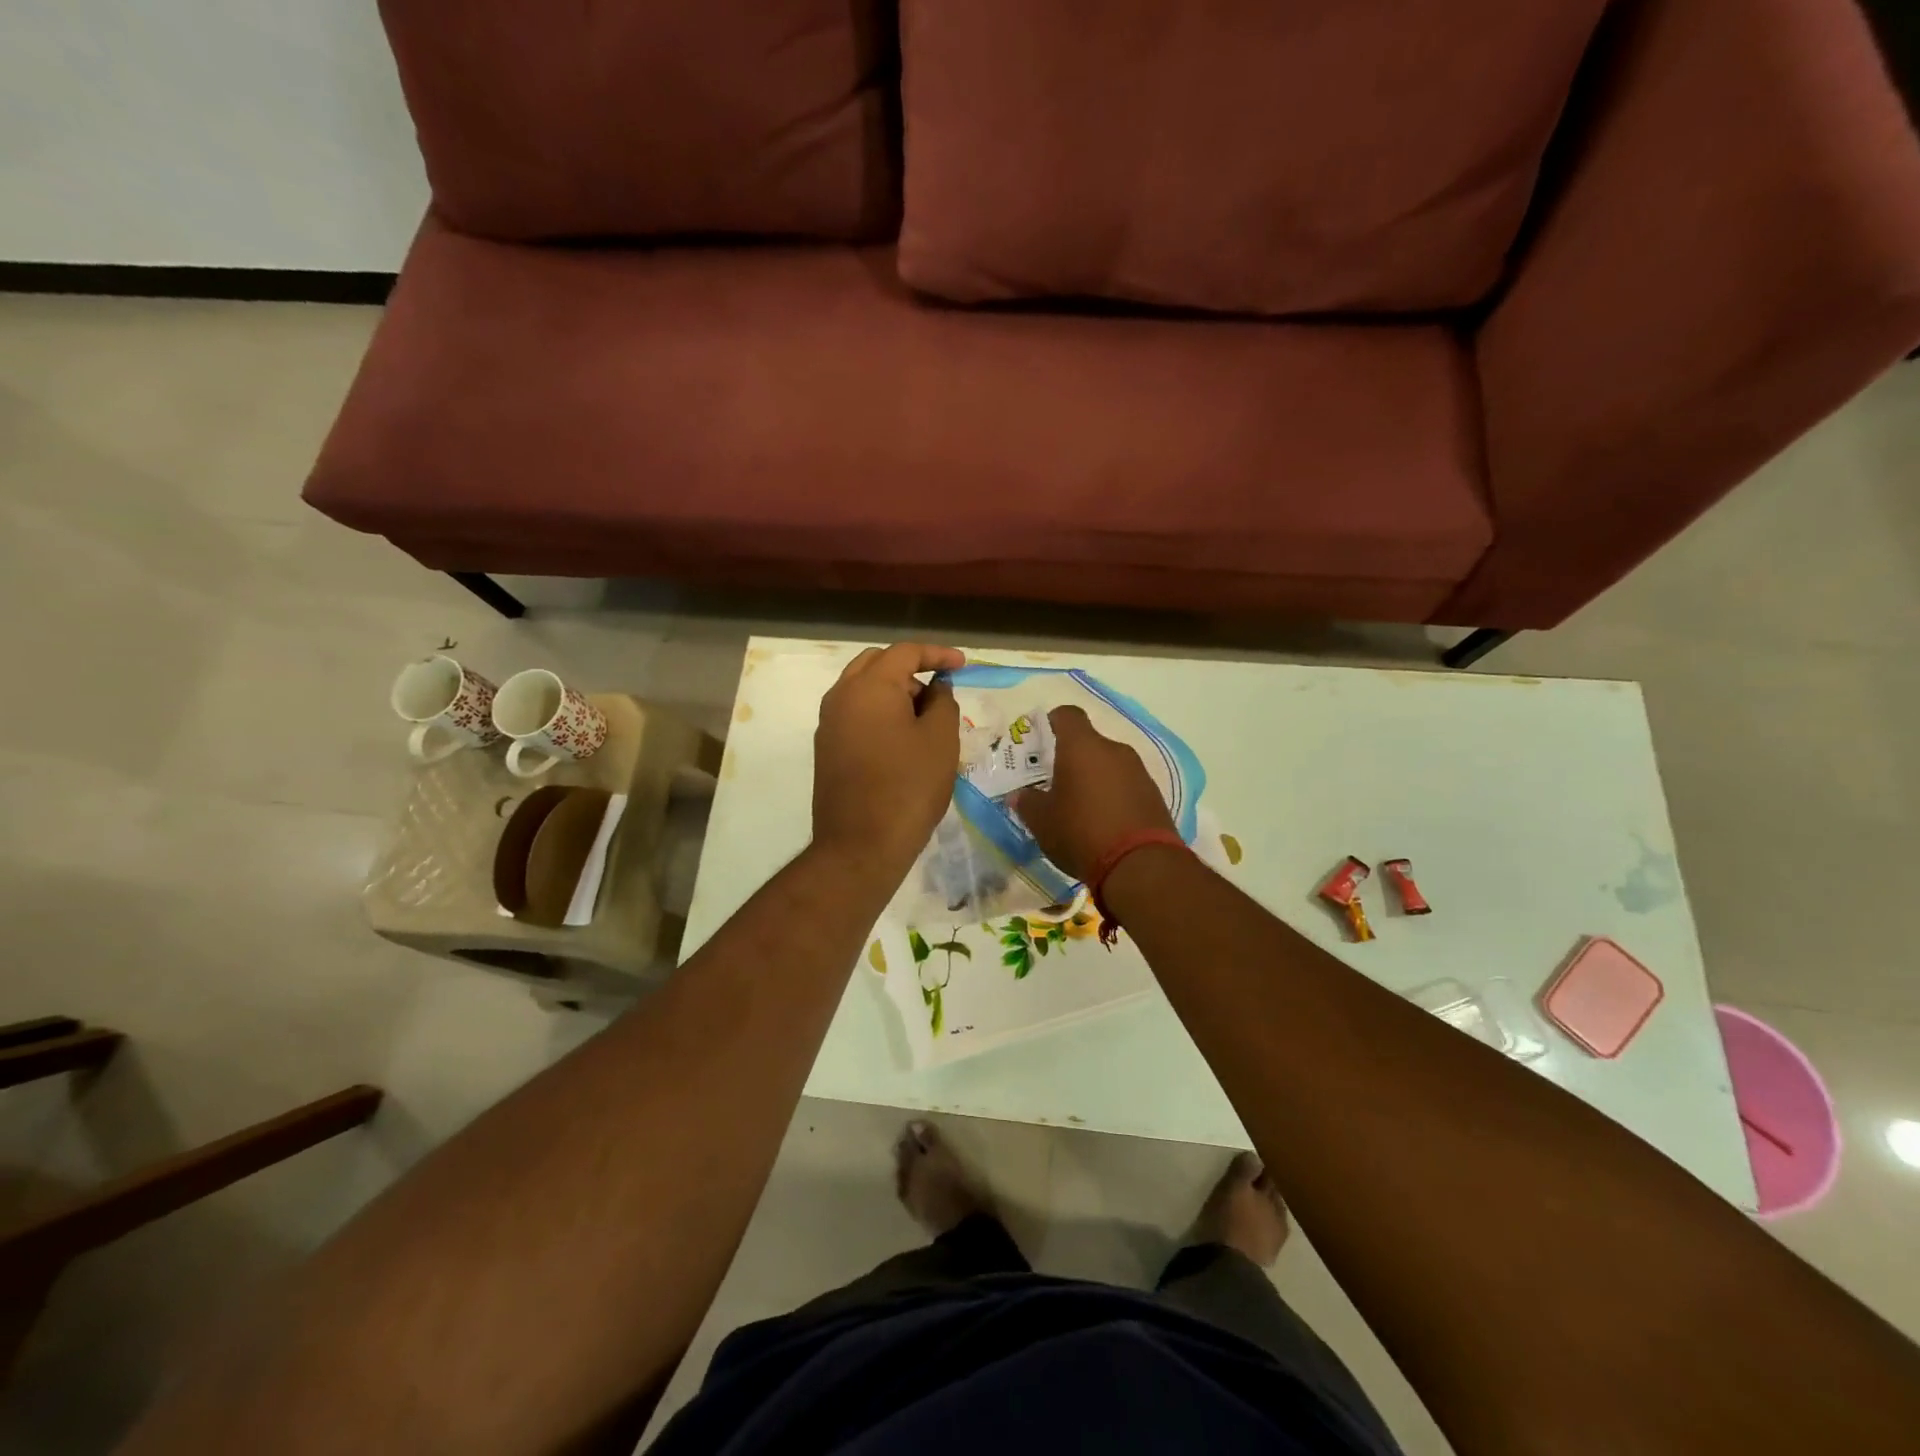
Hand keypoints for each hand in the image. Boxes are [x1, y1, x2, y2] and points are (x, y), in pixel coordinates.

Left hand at [811, 643, 965, 883]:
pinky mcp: (827, 749)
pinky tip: (902, 741)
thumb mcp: (941, 740)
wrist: (860, 845)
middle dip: (911, 670)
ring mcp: (828, 724)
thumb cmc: (908, 787)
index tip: (962, 665)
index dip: (937, 654)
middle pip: (877, 664)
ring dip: (894, 693)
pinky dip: (879, 714)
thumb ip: (943, 702)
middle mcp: (841, 697)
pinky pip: (855, 715)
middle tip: (939, 693)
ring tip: (925, 720)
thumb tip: (936, 688)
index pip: (905, 652)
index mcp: (869, 686)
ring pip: (863, 690)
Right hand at [1011, 706, 1174, 881]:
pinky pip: (1126, 785)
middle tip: (1055, 783)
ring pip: (1109, 764)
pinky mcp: (1154, 794)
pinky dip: (1114, 796)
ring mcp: (1139, 771)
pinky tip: (1104, 823)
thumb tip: (1020, 795)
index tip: (1040, 743)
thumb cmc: (1081, 832)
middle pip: (1089, 742)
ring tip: (1080, 808)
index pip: (1067, 715)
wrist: (1141, 865)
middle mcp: (1114, 750)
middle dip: (1071, 759)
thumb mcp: (1042, 821)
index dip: (1051, 723)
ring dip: (1094, 778)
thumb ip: (1027, 802)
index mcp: (1082, 746)